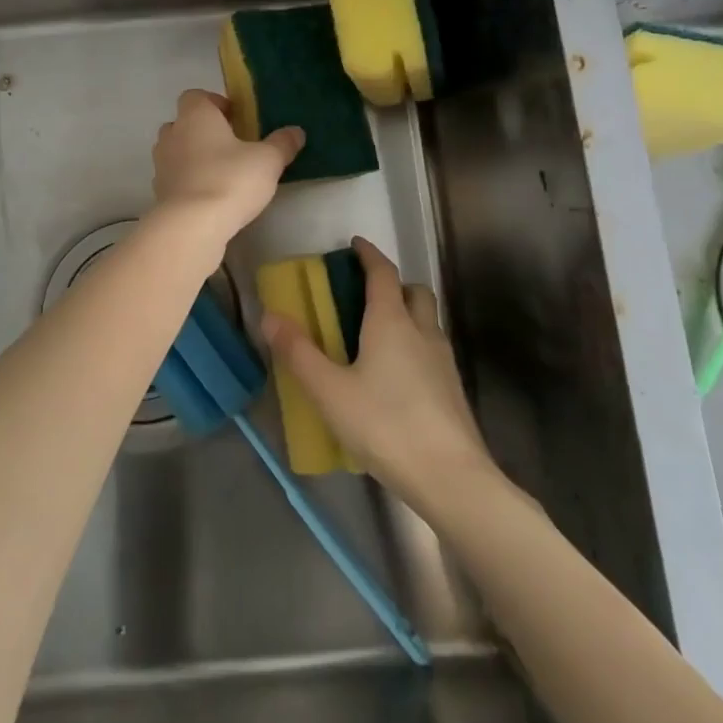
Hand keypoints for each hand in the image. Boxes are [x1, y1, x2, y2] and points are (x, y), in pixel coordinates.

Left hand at [151, 90, 302, 244]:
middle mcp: (172, 134)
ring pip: (176, 151)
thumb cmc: (230, 180)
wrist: (191, 226)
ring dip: (194, 157)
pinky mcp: (158, 192)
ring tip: (221, 173)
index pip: (196, 96)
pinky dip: (188, 182)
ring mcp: (160, 164)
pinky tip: (209, 197)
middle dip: (204, 131)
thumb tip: (296, 131)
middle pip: (184, 123)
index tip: (236, 118)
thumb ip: (282, 143)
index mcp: (195, 116)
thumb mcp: (268, 160)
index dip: (215, 103)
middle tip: (231, 146)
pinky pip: (174, 178)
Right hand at [263, 236, 495, 514]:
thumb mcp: (330, 391)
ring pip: (427, 321)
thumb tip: (270, 316)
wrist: (451, 477)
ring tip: (375, 336)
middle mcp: (422, 332)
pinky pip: (431, 349)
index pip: (383, 272)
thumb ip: (299, 353)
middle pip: (414, 291)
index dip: (368, 254)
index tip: (355, 245)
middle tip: (365, 295)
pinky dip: (413, 344)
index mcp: (392, 322)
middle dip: (392, 284)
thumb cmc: (385, 425)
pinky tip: (394, 375)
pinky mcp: (452, 389)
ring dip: (406, 314)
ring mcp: (443, 361)